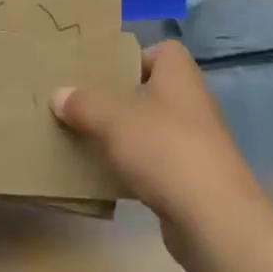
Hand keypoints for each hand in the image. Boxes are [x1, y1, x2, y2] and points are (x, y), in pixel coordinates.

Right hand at [52, 40, 270, 256]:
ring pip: (154, 130)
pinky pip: (157, 166)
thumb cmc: (165, 149)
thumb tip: (58, 94)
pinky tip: (109, 178)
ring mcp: (196, 145)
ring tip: (89, 140)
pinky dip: (136, 169)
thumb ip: (85, 103)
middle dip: (122, 98)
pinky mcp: (193, 182)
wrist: (214, 220)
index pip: (164, 51)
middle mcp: (192, 105)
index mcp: (180, 77)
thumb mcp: (114, 118)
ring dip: (127, 137)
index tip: (105, 70)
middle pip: (154, 91)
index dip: (136, 55)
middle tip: (85, 104)